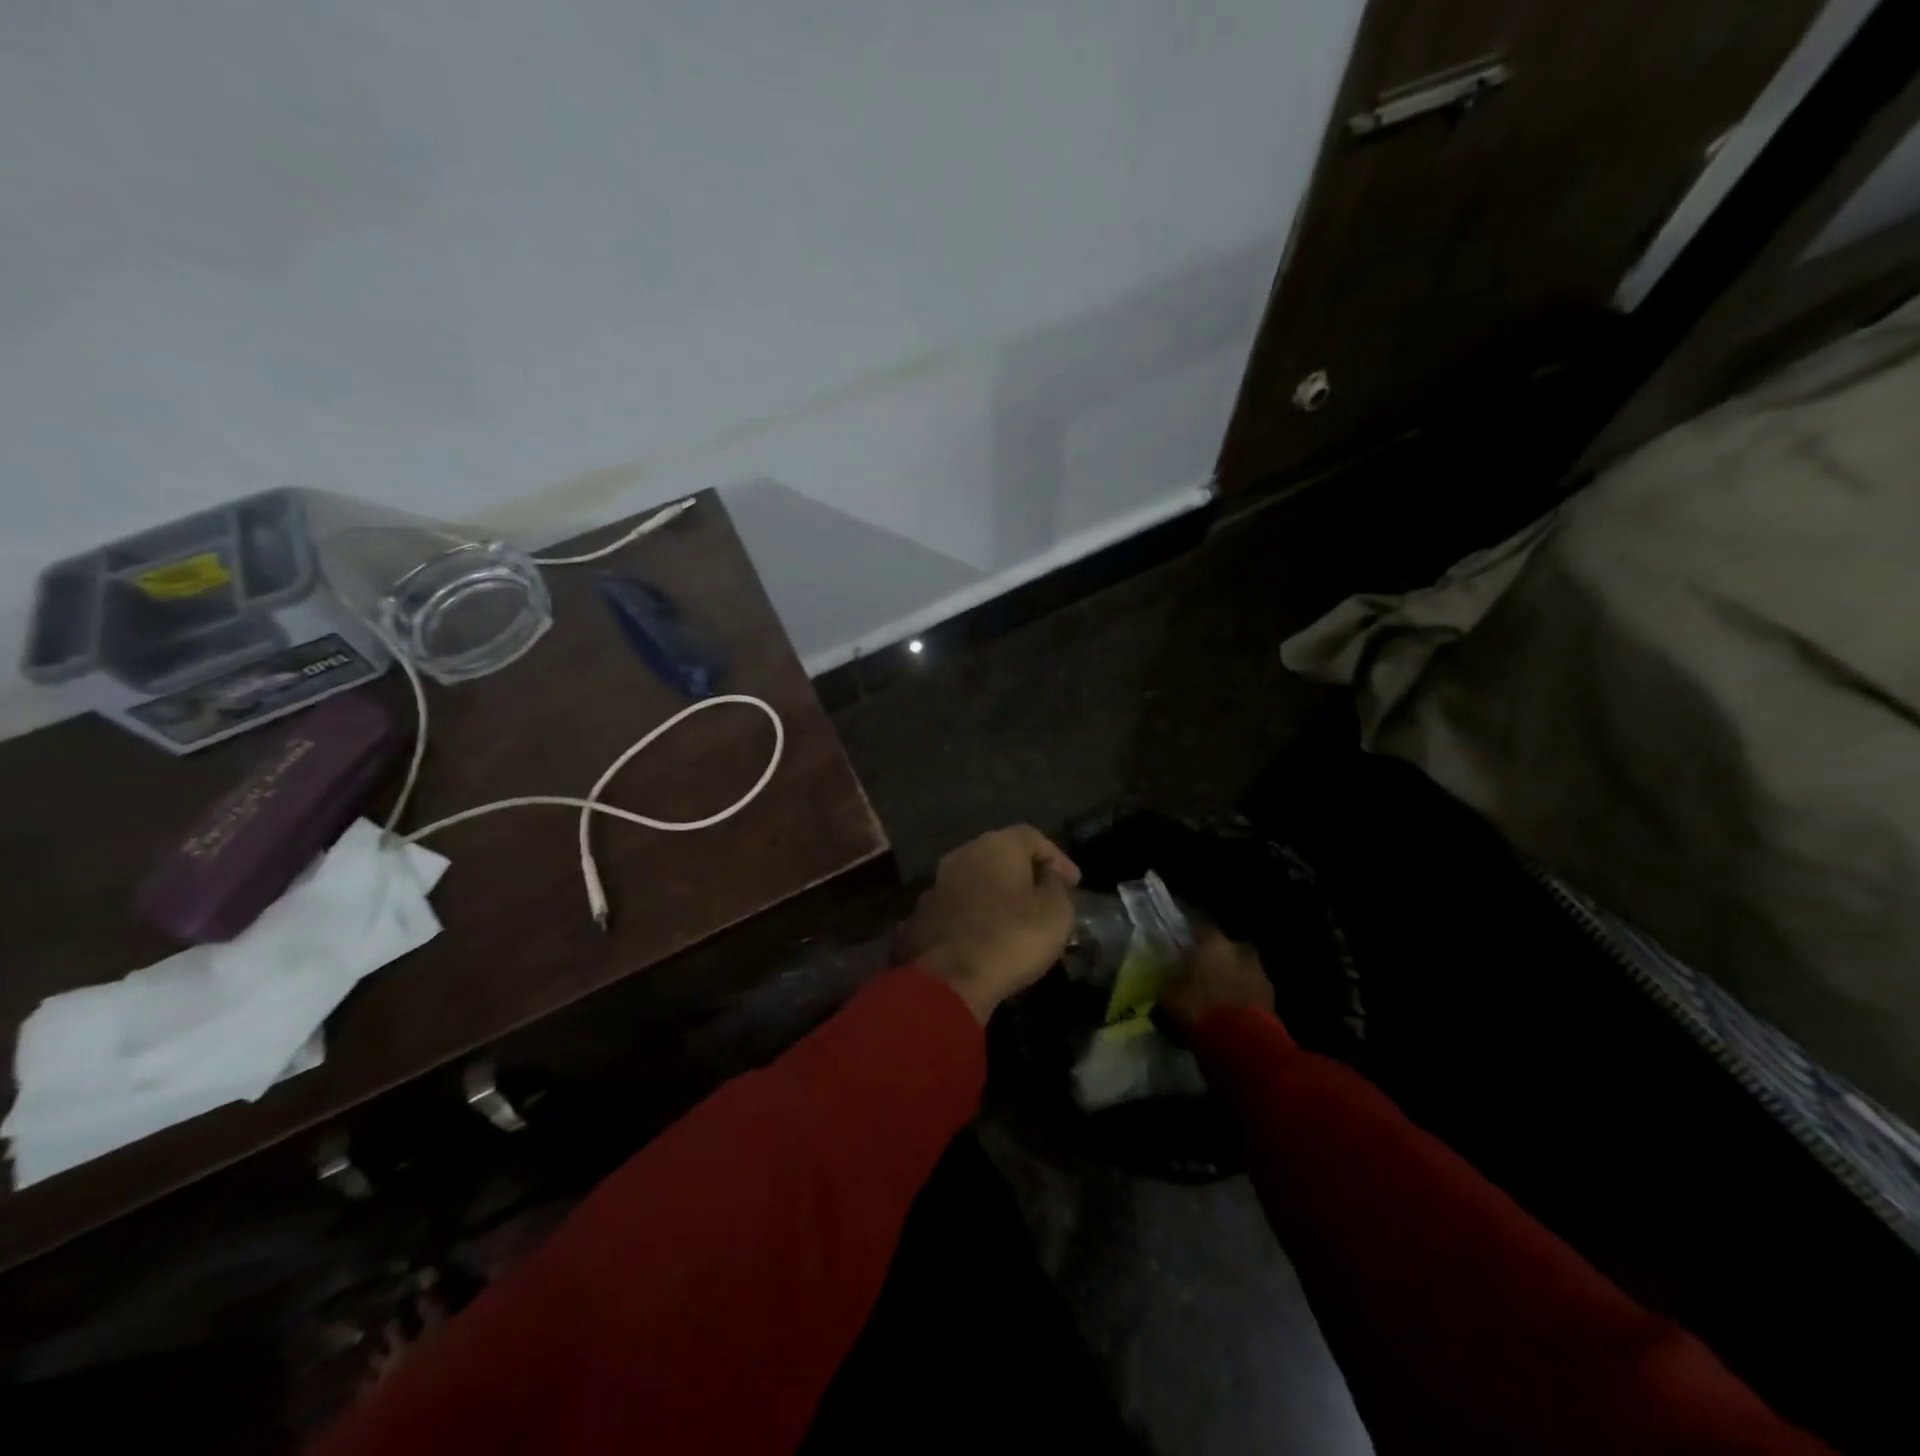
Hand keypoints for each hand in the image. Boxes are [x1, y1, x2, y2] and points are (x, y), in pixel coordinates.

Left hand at [900, 826, 1081, 1022]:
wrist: (950, 979)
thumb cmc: (1012, 937)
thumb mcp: (1056, 912)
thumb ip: (1057, 885)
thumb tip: (1048, 877)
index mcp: (996, 845)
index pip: (1033, 837)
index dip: (1058, 858)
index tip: (1074, 884)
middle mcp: (963, 854)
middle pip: (1001, 854)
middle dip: (1026, 873)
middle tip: (1047, 896)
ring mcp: (938, 882)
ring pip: (978, 879)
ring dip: (998, 893)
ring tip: (1018, 917)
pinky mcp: (924, 912)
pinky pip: (960, 904)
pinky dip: (978, 913)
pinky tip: (989, 934)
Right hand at [1158, 930, 1272, 1030]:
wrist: (1241, 1043)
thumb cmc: (1198, 1008)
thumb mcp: (1169, 993)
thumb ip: (1171, 978)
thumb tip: (1172, 972)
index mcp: (1213, 943)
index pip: (1201, 926)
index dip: (1192, 933)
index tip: (1184, 940)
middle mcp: (1239, 951)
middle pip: (1228, 948)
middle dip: (1218, 957)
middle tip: (1204, 969)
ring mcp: (1260, 975)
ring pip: (1243, 969)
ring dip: (1233, 978)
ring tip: (1219, 994)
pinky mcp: (1273, 1001)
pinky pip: (1252, 992)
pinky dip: (1244, 998)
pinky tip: (1232, 1011)